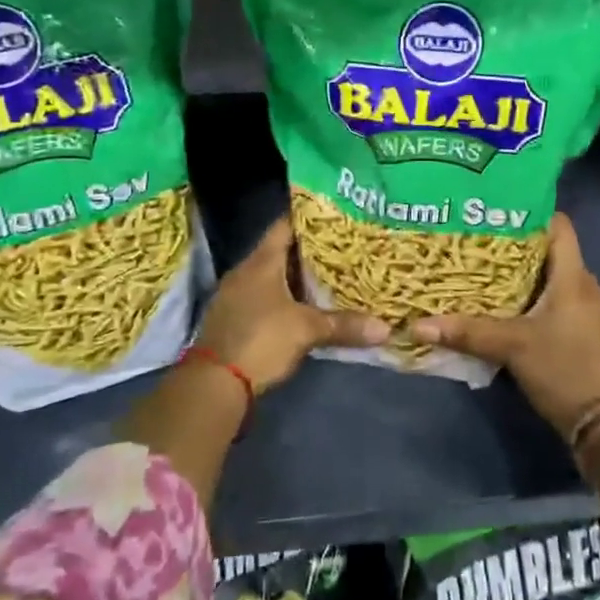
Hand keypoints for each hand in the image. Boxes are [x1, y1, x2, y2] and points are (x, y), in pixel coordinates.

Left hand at [195, 216, 386, 392]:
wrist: (214, 384)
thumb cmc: (261, 340)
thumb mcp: (306, 330)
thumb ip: (344, 325)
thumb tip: (386, 329)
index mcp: (261, 262)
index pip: (284, 226)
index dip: (308, 218)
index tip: (334, 216)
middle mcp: (246, 271)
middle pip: (280, 251)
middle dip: (310, 251)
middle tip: (343, 247)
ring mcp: (236, 295)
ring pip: (272, 276)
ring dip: (297, 277)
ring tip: (331, 275)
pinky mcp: (234, 318)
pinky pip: (265, 297)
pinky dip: (285, 298)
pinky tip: (306, 306)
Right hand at [409, 214, 599, 438]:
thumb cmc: (562, 369)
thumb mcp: (511, 346)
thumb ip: (467, 332)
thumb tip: (418, 325)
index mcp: (574, 278)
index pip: (560, 227)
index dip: (531, 214)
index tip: (497, 212)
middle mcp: (587, 287)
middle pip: (552, 253)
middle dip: (518, 247)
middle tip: (479, 242)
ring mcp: (590, 312)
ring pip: (555, 279)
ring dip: (526, 275)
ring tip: (486, 272)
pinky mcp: (587, 333)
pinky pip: (559, 302)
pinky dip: (536, 298)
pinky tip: (509, 308)